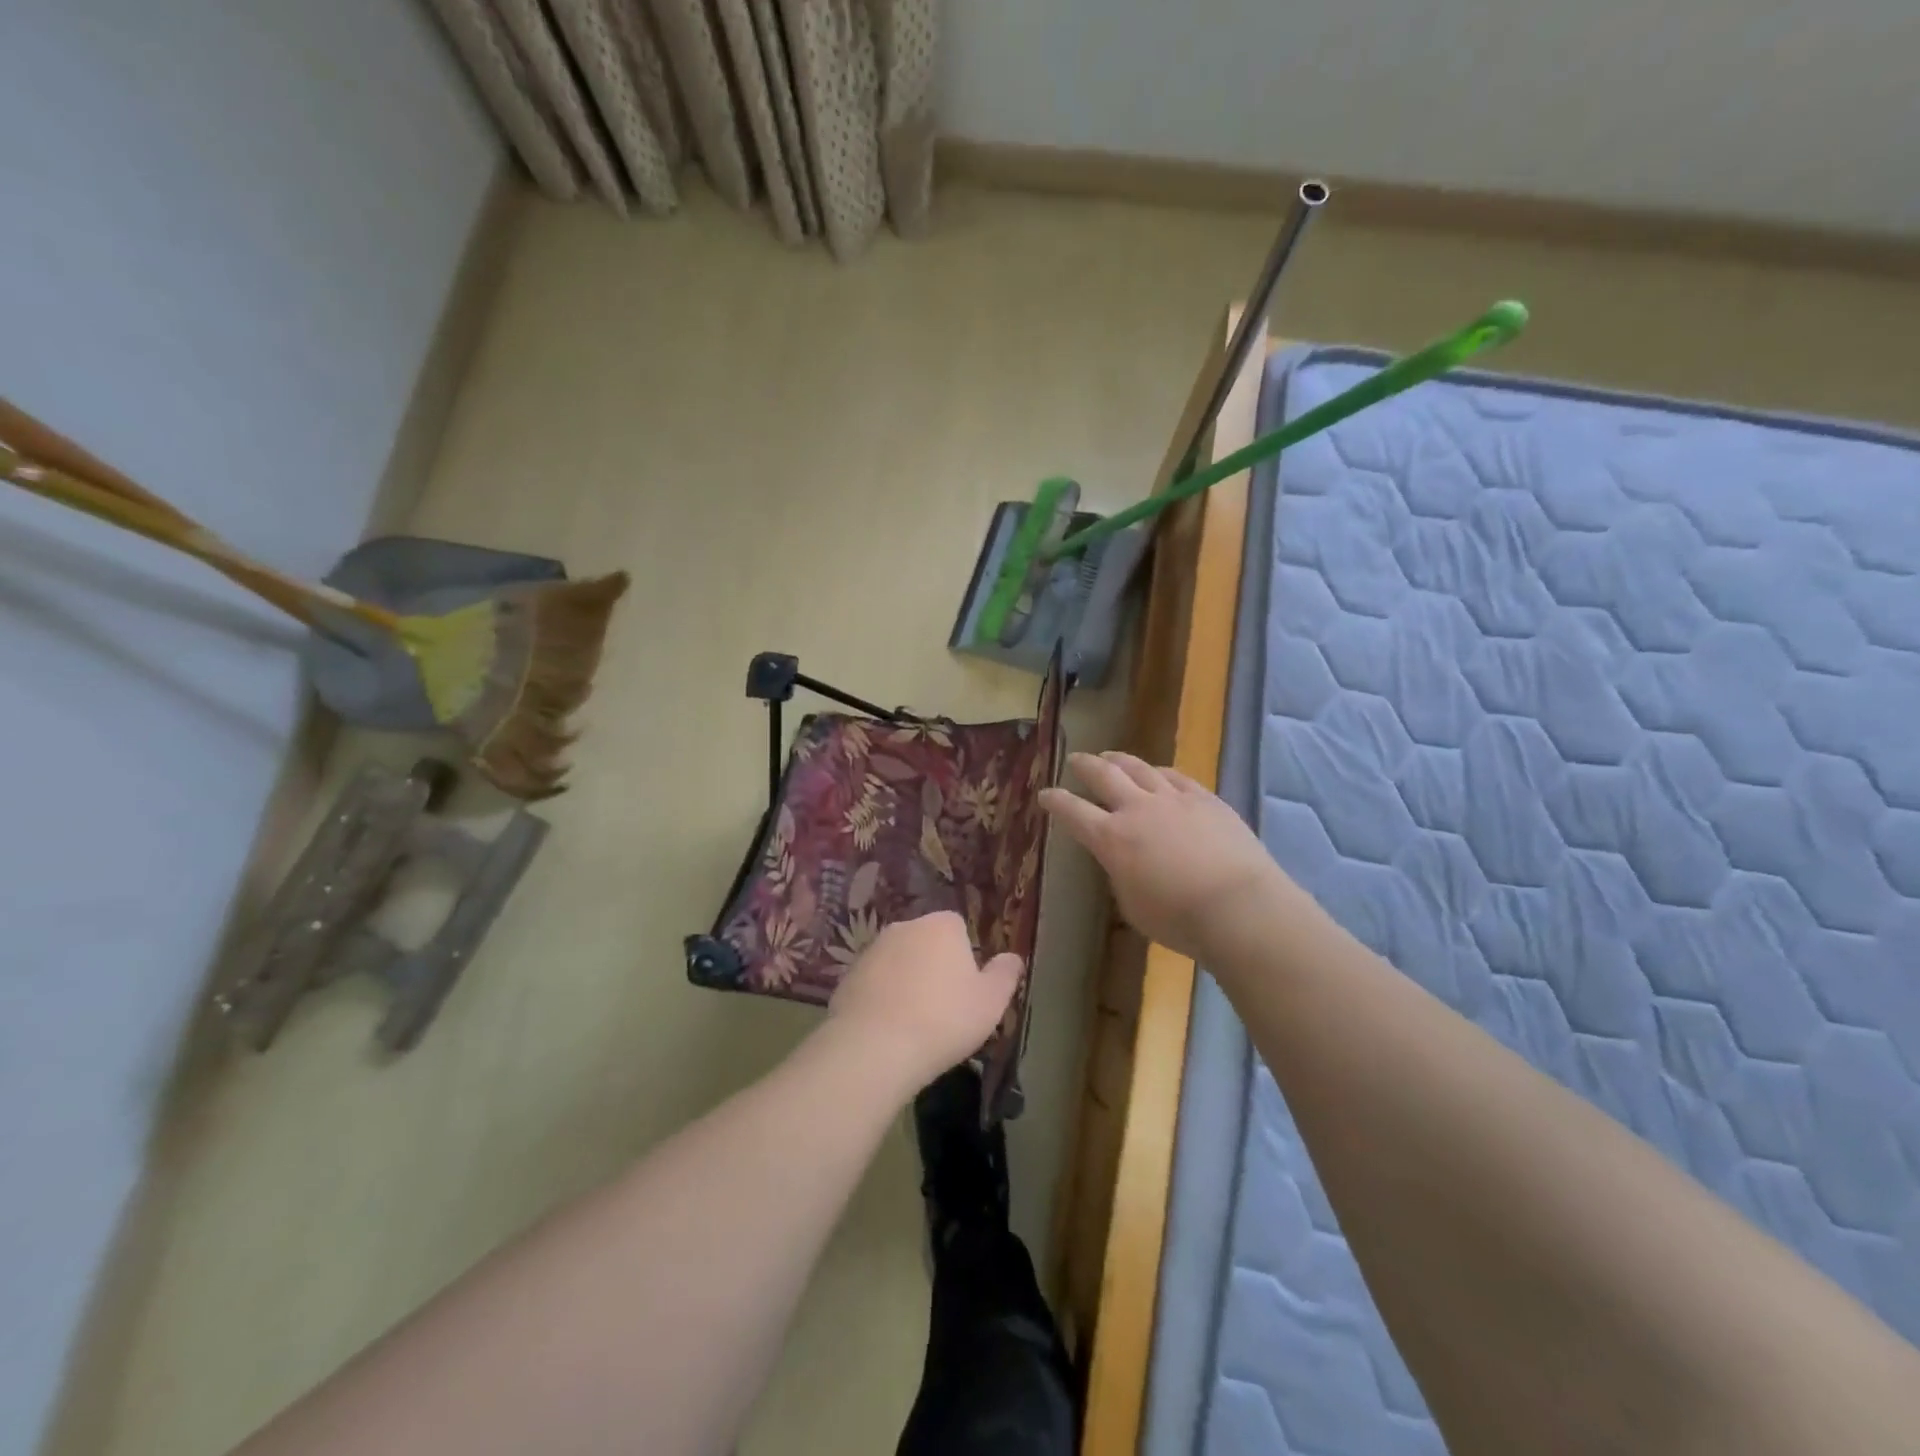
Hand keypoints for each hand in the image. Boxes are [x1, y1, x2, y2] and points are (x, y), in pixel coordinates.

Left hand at [826, 912, 1021, 1094]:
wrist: (874, 1046)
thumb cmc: (944, 1020)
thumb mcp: (991, 1002)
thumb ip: (1005, 975)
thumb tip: (1013, 958)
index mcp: (942, 925)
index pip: (958, 928)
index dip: (963, 958)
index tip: (966, 990)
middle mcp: (905, 926)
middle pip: (926, 942)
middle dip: (933, 966)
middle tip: (942, 1008)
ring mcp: (872, 949)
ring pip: (898, 962)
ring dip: (905, 982)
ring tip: (913, 1023)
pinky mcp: (847, 975)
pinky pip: (873, 983)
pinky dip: (881, 998)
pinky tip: (887, 1030)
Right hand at [1040, 751, 1285, 960]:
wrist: (1238, 908)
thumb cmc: (1179, 919)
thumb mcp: (1132, 905)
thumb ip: (1121, 874)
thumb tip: (1123, 860)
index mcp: (1111, 839)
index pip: (1073, 812)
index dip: (1055, 802)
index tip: (1045, 795)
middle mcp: (1137, 809)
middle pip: (1103, 775)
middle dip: (1084, 765)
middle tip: (1075, 760)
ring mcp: (1173, 799)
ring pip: (1139, 768)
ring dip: (1120, 760)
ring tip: (1110, 755)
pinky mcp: (1205, 799)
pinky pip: (1176, 776)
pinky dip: (1160, 772)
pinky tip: (1158, 772)